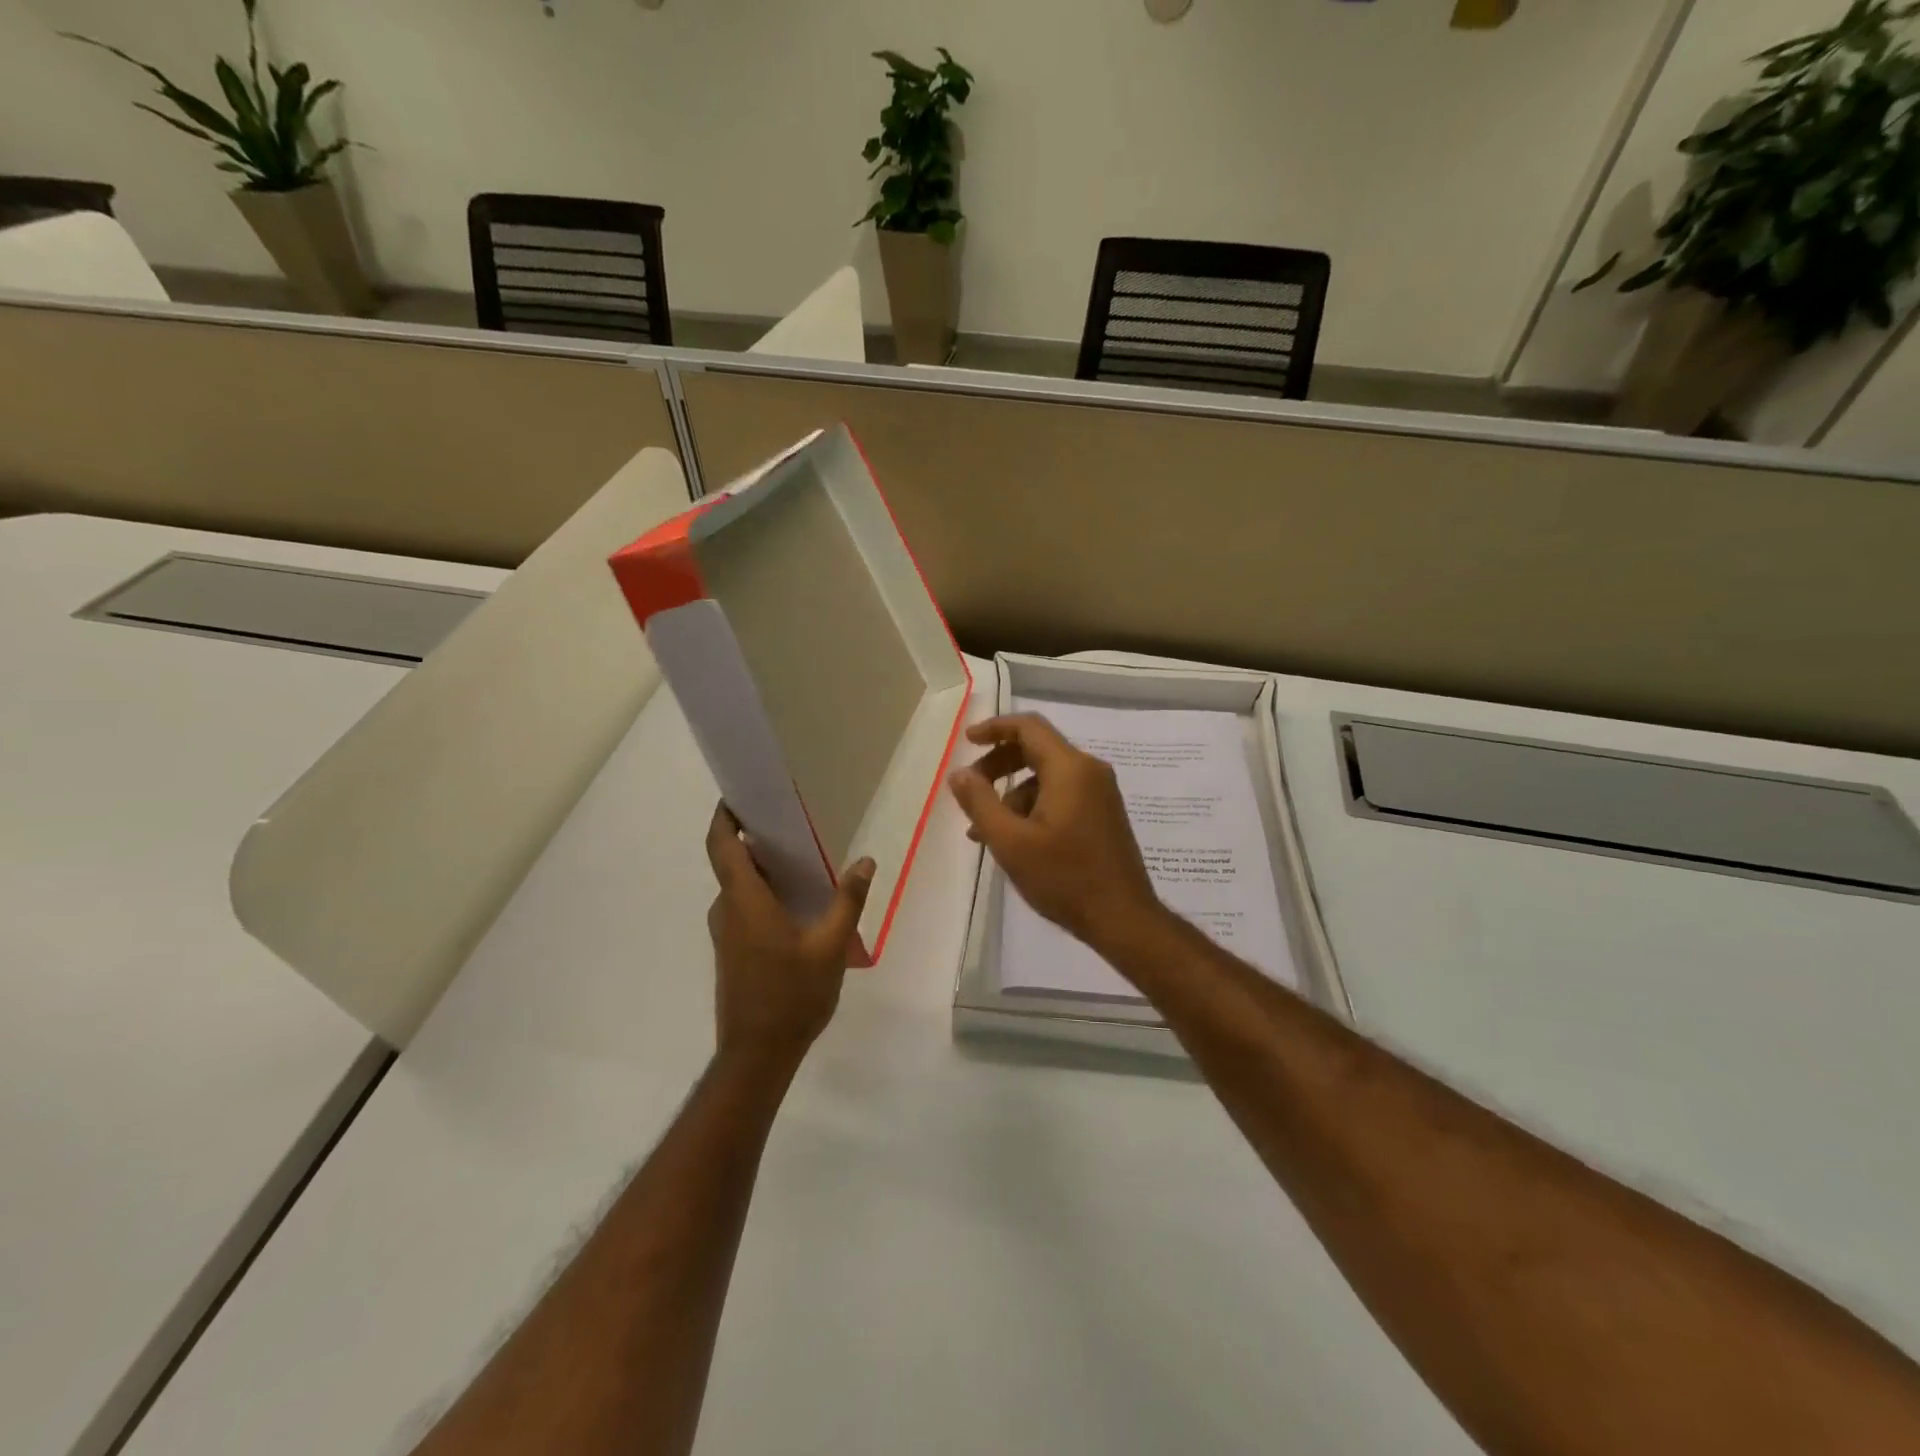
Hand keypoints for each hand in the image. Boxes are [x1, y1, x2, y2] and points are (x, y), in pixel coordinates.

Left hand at [705, 804, 873, 1068]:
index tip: (739, 795)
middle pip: (731, 862)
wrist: (757, 1054)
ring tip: (802, 860)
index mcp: (745, 901)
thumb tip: (865, 860)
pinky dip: (762, 892)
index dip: (723, 816)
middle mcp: (728, 910)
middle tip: (791, 824)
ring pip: (739, 887)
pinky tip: (796, 902)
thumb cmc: (792, 995)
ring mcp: (726, 933)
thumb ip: (848, 900)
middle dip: (754, 838)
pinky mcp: (731, 950)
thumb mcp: (830, 946)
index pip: (721, 845)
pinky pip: (743, 907)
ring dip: (762, 868)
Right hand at [947, 714, 1163, 951]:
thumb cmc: (1065, 878)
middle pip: (1037, 749)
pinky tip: (1014, 839)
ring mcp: (1100, 793)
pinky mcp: (1102, 814)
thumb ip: (980, 802)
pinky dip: (1033, 806)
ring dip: (1012, 793)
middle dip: (998, 764)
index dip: (994, 728)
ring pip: (1046, 776)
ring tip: (985, 830)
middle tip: (970, 789)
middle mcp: (1089, 771)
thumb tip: (959, 773)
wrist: (1122, 919)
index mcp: (1070, 769)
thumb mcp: (1011, 842)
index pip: (1028, 727)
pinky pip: (1061, 794)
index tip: (967, 741)